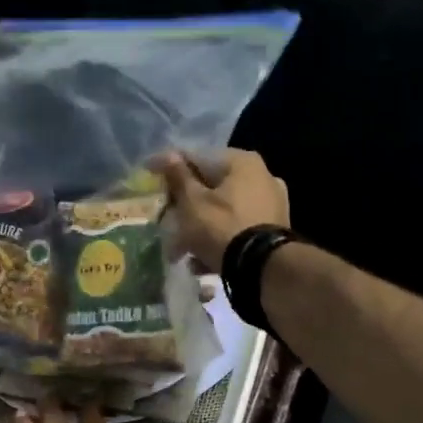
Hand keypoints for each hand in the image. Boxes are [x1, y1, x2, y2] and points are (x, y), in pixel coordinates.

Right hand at [153, 148, 290, 272]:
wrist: (262, 269)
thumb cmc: (221, 227)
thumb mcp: (192, 203)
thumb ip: (179, 177)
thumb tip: (168, 154)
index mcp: (242, 162)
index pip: (197, 157)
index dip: (169, 167)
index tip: (149, 174)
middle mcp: (262, 177)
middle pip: (212, 187)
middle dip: (185, 206)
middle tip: (164, 219)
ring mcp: (271, 205)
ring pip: (223, 211)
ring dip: (199, 228)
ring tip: (179, 250)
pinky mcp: (272, 231)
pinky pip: (237, 229)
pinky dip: (218, 240)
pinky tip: (200, 262)